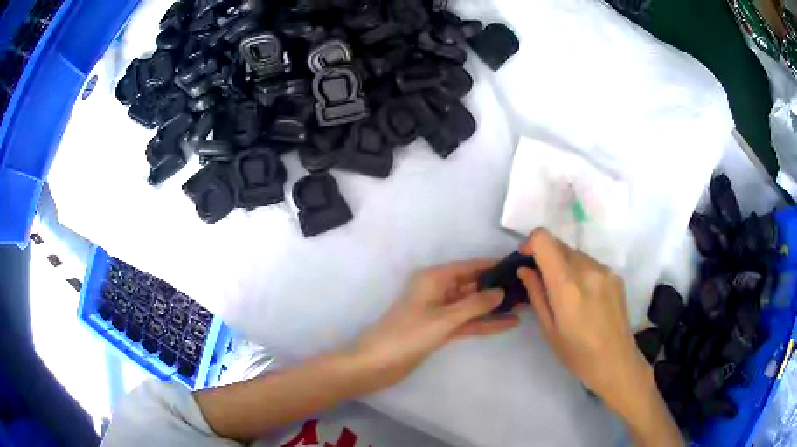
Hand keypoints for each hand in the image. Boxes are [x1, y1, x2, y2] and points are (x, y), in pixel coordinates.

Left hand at [352, 260, 517, 389]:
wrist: (378, 363)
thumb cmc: (409, 334)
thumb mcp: (445, 318)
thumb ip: (475, 304)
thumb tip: (500, 291)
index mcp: (434, 278)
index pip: (468, 266)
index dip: (491, 265)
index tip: (516, 265)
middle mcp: (438, 290)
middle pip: (471, 285)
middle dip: (496, 287)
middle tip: (526, 287)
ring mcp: (439, 312)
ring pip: (471, 305)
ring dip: (493, 306)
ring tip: (524, 304)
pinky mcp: (440, 329)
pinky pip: (466, 322)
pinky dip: (484, 323)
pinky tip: (507, 323)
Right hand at [517, 229, 648, 411]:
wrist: (616, 361)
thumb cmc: (577, 354)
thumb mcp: (548, 329)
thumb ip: (536, 294)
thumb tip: (525, 269)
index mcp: (567, 286)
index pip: (544, 240)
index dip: (531, 243)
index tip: (526, 259)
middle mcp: (588, 269)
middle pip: (559, 244)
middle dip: (546, 257)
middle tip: (543, 282)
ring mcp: (605, 270)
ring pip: (575, 253)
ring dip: (564, 264)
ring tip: (566, 294)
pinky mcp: (616, 275)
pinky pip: (590, 263)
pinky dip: (580, 271)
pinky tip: (585, 298)